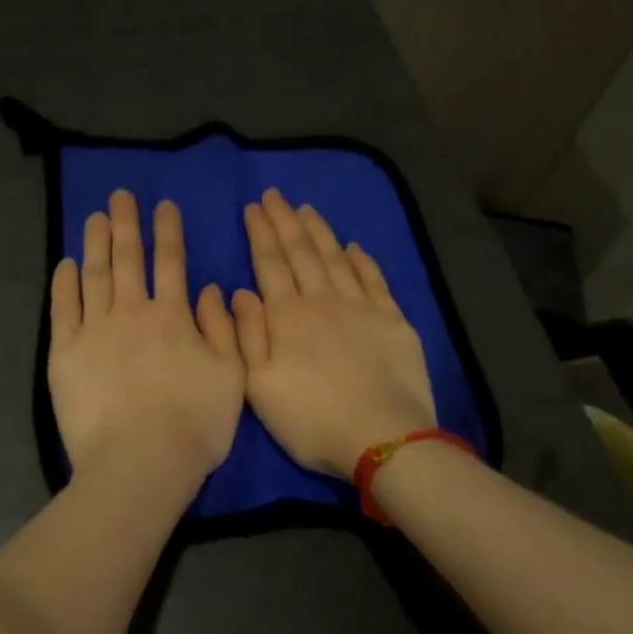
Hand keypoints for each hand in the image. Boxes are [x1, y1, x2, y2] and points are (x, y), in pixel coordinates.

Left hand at [49, 190, 244, 490]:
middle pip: (129, 259)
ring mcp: (95, 331)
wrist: (140, 462)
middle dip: (127, 224)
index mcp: (173, 317)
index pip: (171, 263)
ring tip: (95, 217)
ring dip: (96, 243)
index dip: (169, 231)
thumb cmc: (195, 425)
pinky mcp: (65, 354)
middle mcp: (132, 313)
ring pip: (95, 276)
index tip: (164, 205)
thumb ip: (223, 328)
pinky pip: (63, 309)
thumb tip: (210, 288)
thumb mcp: (231, 375)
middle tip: (120, 195)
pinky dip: (64, 284)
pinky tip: (66, 264)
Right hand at [229, 189, 436, 477]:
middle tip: (275, 195)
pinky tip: (353, 246)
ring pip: (335, 258)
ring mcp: (361, 308)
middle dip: (285, 221)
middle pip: (301, 252)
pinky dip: (361, 259)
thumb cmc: (311, 420)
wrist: (383, 438)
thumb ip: (247, 336)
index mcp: (288, 317)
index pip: (270, 264)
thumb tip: (239, 292)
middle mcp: (323, 301)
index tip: (253, 207)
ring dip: (320, 231)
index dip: (261, 233)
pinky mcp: (393, 320)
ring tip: (306, 209)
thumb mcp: (259, 387)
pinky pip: (373, 279)